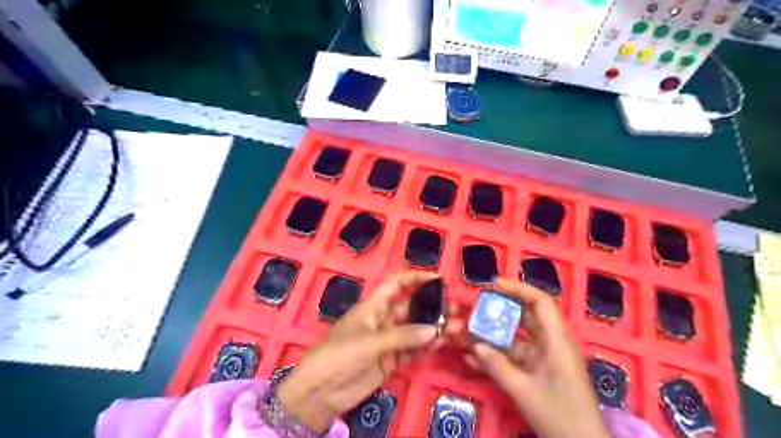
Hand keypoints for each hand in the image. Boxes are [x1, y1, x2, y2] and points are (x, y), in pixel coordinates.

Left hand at [276, 271, 444, 432]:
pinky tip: (441, 343)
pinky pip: (412, 350)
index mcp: (374, 305)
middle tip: (455, 310)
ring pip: (415, 330)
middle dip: (432, 307)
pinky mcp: (391, 360)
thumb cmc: (340, 354)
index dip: (416, 278)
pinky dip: (426, 347)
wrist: (321, 390)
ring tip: (455, 328)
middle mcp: (384, 319)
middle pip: (412, 308)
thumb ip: (403, 336)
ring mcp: (388, 341)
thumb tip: (435, 330)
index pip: (397, 284)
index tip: (439, 280)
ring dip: (433, 328)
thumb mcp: (370, 341)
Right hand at [463, 278, 610, 437]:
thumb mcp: (523, 391)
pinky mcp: (538, 370)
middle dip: (498, 310)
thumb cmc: (559, 417)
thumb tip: (473, 345)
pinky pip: (514, 356)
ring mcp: (544, 357)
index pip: (540, 302)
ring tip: (465, 331)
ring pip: (515, 337)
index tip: (493, 284)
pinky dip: (496, 355)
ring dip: (492, 335)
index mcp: (556, 341)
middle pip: (524, 316)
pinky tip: (472, 358)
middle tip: (474, 307)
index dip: (518, 288)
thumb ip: (496, 365)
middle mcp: (551, 343)